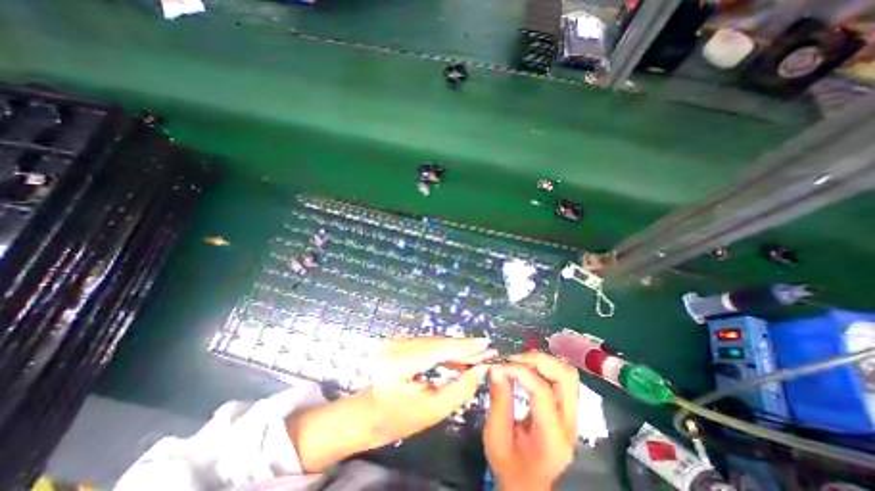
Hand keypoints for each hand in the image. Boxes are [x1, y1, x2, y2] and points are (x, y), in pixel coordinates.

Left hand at [367, 337, 494, 444]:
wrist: (368, 412)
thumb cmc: (398, 418)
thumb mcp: (432, 411)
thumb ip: (459, 390)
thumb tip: (480, 370)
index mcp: (399, 364)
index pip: (438, 349)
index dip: (464, 347)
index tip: (486, 344)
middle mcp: (396, 346)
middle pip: (438, 342)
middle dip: (464, 347)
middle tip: (486, 349)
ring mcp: (396, 340)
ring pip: (434, 340)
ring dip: (456, 347)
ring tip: (476, 354)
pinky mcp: (400, 340)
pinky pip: (428, 342)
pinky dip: (444, 348)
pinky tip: (458, 355)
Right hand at [486, 353, 578, 489]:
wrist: (527, 486)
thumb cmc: (509, 466)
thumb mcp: (495, 438)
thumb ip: (498, 402)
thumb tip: (495, 368)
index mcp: (553, 437)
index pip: (543, 391)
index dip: (520, 372)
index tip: (499, 367)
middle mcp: (569, 424)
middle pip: (566, 377)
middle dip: (538, 360)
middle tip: (513, 359)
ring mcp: (572, 416)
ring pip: (567, 374)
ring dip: (543, 361)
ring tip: (519, 362)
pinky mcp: (567, 410)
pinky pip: (561, 378)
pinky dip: (543, 367)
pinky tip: (526, 368)